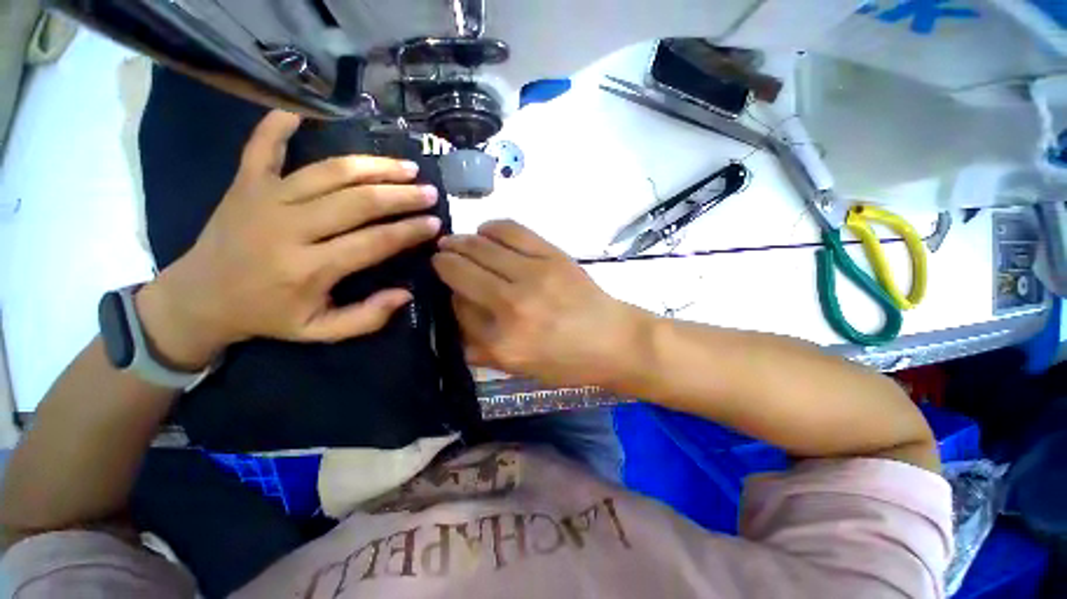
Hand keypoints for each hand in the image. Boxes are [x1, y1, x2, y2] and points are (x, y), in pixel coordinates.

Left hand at [136, 110, 440, 369]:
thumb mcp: (319, 331)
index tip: (435, 223)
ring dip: (373, 165)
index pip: (374, 242)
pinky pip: (262, 145)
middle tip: (429, 192)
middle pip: (358, 201)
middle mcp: (289, 228)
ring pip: (329, 171)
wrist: (198, 299)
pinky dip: (280, 124)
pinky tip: (305, 111)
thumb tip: (405, 294)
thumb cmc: (266, 316)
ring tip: (405, 166)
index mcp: (309, 268)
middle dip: (401, 195)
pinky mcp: (245, 183)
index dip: (410, 231)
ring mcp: (264, 199)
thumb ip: (366, 318)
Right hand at [432, 220, 648, 387]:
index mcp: (502, 343)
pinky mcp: (551, 256)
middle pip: (461, 272)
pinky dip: (491, 227)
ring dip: (461, 241)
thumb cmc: (568, 362)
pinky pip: (510, 231)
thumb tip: (456, 314)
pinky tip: (484, 231)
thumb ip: (481, 348)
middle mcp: (510, 306)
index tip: (449, 289)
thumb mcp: (519, 369)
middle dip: (443, 261)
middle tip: (440, 256)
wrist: (614, 341)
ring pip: (480, 248)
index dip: (449, 296)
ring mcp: (532, 276)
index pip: (457, 310)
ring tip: (455, 241)